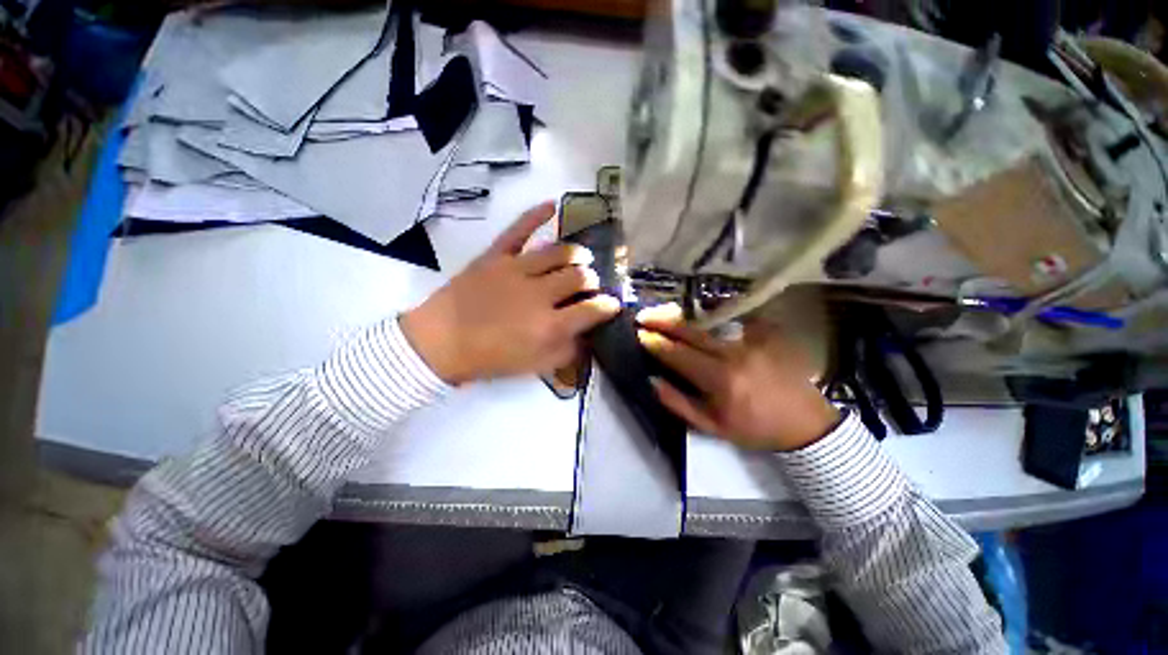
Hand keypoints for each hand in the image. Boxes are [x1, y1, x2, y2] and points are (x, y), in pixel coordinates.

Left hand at [401, 202, 620, 384]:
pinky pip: (519, 229)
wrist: (440, 343)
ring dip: (577, 254)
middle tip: (591, 285)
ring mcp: (517, 270)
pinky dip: (537, 215)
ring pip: (559, 252)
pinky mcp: (496, 256)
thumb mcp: (535, 367)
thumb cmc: (490, 358)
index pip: (592, 309)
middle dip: (592, 281)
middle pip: (579, 277)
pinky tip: (553, 204)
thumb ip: (566, 351)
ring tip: (582, 258)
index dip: (608, 306)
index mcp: (549, 325)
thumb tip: (587, 334)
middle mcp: (539, 294)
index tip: (613, 304)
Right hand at [636, 303, 839, 451]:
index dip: (656, 343)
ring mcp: (753, 340)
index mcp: (719, 380)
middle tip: (644, 315)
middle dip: (663, 321)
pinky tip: (701, 311)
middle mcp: (734, 354)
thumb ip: (677, 402)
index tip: (639, 334)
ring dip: (684, 315)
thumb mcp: (711, 426)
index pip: (678, 354)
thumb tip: (651, 379)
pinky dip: (714, 312)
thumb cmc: (753, 428)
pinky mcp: (767, 333)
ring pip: (709, 321)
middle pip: (690, 331)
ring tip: (665, 311)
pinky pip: (734, 317)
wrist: (804, 424)